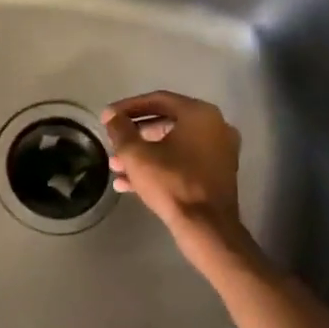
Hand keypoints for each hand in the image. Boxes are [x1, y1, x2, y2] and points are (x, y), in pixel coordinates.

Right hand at [101, 91, 242, 242]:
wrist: (206, 227)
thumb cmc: (171, 183)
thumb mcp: (136, 154)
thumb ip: (121, 129)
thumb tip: (112, 116)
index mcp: (199, 114)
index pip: (158, 100)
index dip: (128, 107)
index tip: (108, 117)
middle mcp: (215, 126)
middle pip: (166, 122)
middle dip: (135, 135)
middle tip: (113, 142)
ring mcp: (219, 151)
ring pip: (173, 145)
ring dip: (144, 154)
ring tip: (116, 167)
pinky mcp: (218, 174)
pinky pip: (184, 162)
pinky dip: (160, 167)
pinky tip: (129, 184)